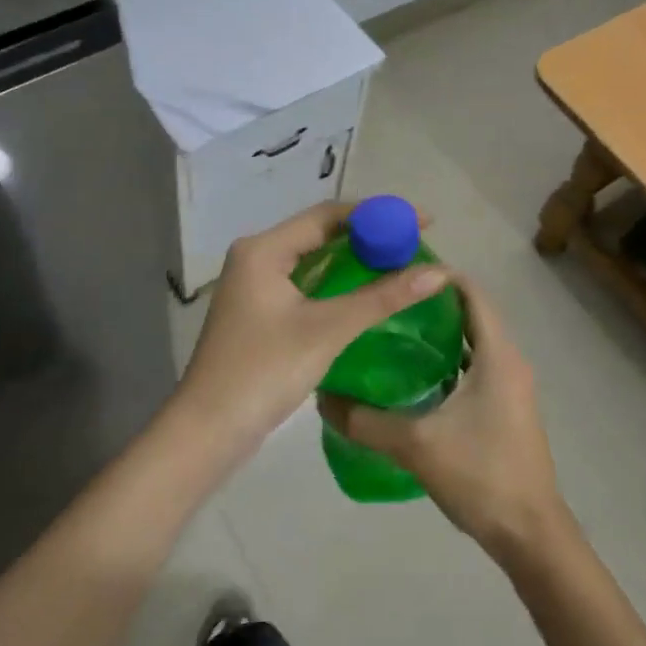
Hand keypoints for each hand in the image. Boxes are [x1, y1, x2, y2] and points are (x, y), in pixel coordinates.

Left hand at [174, 202, 450, 459]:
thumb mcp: (328, 330)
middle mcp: (257, 257)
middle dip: (370, 235)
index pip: (328, 214)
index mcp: (264, 249)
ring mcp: (256, 285)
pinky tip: (368, 292)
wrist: (207, 431)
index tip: (422, 220)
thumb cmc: (263, 371)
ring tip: (401, 262)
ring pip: (315, 259)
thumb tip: (439, 272)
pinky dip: (339, 282)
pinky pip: (307, 283)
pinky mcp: (260, 311)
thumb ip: (382, 297)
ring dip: (356, 259)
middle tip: (416, 242)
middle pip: (321, 232)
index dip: (378, 214)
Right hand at [318, 276, 571, 564]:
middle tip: (385, 301)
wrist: (531, 535)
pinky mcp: (508, 408)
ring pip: (474, 342)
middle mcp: (510, 360)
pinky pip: (477, 367)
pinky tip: (415, 378)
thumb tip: (323, 399)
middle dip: (431, 303)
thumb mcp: (417, 445)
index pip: (471, 291)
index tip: (396, 270)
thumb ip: (366, 421)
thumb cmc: (481, 476)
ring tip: (392, 333)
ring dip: (440, 334)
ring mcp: (512, 385)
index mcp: (498, 353)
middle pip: (471, 313)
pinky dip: (449, 361)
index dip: (437, 275)